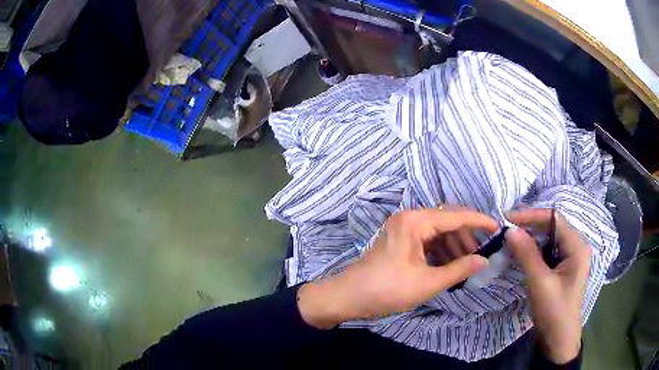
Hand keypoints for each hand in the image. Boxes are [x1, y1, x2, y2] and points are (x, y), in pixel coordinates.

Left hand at [298, 207, 497, 329]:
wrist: (349, 297)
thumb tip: (484, 260)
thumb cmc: (387, 290)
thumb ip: (459, 269)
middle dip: (466, 237)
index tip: (498, 228)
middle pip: (448, 222)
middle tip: (481, 255)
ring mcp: (404, 229)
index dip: (479, 221)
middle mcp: (410, 218)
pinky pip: (428, 240)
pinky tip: (451, 265)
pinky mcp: (401, 241)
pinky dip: (441, 251)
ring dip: (454, 246)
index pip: (456, 216)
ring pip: (438, 232)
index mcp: (416, 221)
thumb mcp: (428, 282)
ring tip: (467, 264)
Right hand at [506, 209, 590, 363]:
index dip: (531, 216)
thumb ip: (527, 255)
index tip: (508, 219)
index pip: (554, 218)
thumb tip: (510, 230)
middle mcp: (576, 246)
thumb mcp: (540, 283)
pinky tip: (520, 254)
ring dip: (530, 238)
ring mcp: (570, 258)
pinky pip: (547, 252)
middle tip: (506, 230)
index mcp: (577, 246)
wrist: (558, 341)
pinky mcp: (562, 268)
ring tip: (510, 240)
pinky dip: (533, 251)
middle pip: (552, 227)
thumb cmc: (554, 312)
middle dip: (529, 226)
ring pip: (548, 239)